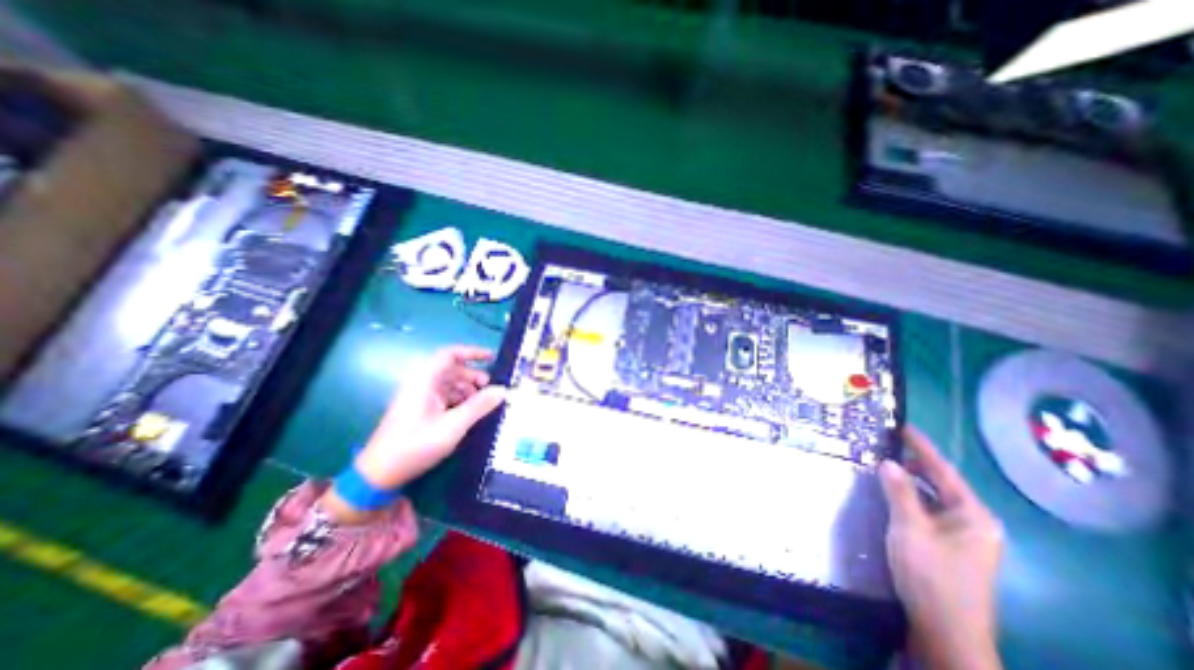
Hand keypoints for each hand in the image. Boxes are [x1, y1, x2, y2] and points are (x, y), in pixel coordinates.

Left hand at [321, 347, 504, 524]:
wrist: (379, 475)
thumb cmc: (415, 445)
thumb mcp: (453, 426)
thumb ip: (479, 406)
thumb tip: (502, 390)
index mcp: (425, 380)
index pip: (450, 354)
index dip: (472, 353)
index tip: (492, 358)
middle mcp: (422, 384)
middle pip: (452, 370)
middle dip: (474, 376)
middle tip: (492, 389)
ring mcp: (420, 398)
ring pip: (450, 385)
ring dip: (469, 390)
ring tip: (485, 404)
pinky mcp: (421, 411)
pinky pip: (445, 398)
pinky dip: (461, 401)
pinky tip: (472, 414)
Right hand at [879, 430, 999, 669]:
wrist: (945, 630)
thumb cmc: (931, 574)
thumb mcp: (910, 528)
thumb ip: (899, 492)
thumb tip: (888, 462)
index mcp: (973, 515)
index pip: (943, 471)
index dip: (922, 447)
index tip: (903, 426)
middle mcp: (974, 522)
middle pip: (939, 483)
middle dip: (913, 464)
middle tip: (884, 446)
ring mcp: (963, 537)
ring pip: (932, 498)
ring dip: (908, 482)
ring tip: (882, 465)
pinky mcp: (949, 547)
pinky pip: (928, 512)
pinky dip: (909, 499)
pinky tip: (890, 495)